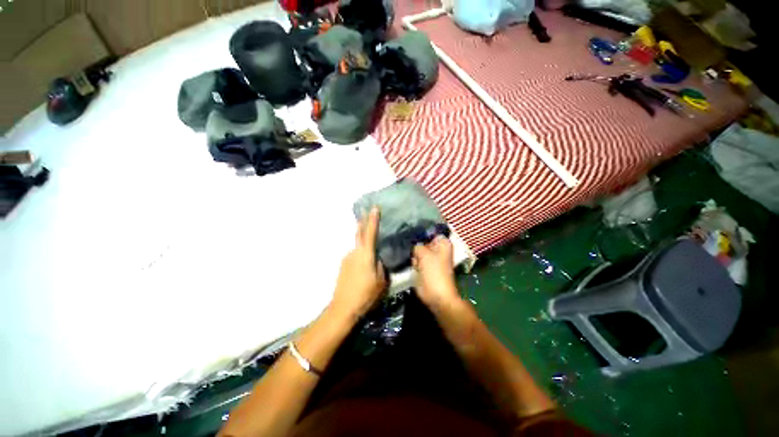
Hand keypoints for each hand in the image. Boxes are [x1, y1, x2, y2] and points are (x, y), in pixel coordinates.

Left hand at [331, 207, 386, 320]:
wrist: (342, 308)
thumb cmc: (365, 294)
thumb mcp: (381, 281)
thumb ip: (381, 266)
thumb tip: (379, 259)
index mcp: (365, 254)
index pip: (370, 232)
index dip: (373, 219)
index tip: (374, 207)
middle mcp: (354, 252)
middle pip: (359, 233)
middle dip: (363, 221)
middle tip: (366, 211)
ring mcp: (346, 258)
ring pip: (357, 246)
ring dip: (363, 241)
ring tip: (371, 243)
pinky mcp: (343, 265)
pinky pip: (354, 254)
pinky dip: (360, 253)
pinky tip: (364, 263)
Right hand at [413, 236, 459, 309]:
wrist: (437, 295)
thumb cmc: (434, 272)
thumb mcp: (424, 254)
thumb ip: (417, 245)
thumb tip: (413, 244)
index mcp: (442, 243)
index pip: (431, 230)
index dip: (421, 230)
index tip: (409, 230)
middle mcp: (438, 248)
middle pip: (423, 240)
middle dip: (415, 242)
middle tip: (407, 244)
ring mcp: (431, 258)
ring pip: (419, 250)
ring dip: (413, 252)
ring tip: (408, 254)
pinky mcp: (425, 267)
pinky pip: (417, 259)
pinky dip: (413, 260)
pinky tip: (408, 261)